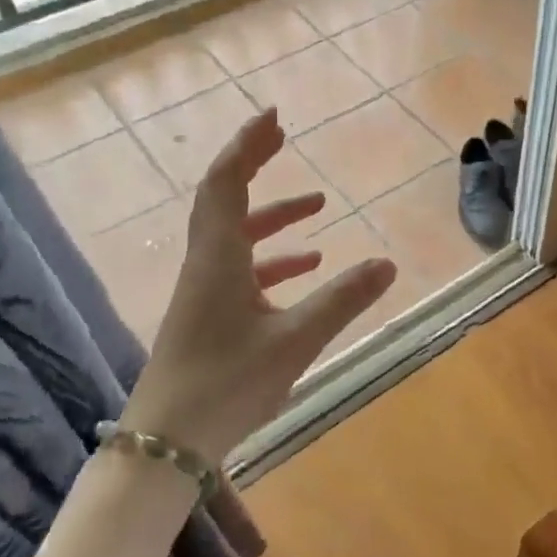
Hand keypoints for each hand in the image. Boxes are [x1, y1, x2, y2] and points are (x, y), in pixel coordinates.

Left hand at [121, 106, 396, 462]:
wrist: (168, 441)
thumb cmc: (227, 383)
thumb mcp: (295, 340)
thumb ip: (343, 300)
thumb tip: (388, 263)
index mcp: (219, 257)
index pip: (227, 181)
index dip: (248, 143)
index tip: (273, 116)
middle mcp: (206, 263)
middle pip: (225, 198)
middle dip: (254, 164)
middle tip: (283, 138)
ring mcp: (205, 290)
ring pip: (237, 236)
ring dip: (273, 216)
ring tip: (318, 208)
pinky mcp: (209, 314)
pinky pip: (241, 269)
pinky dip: (272, 259)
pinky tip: (306, 269)